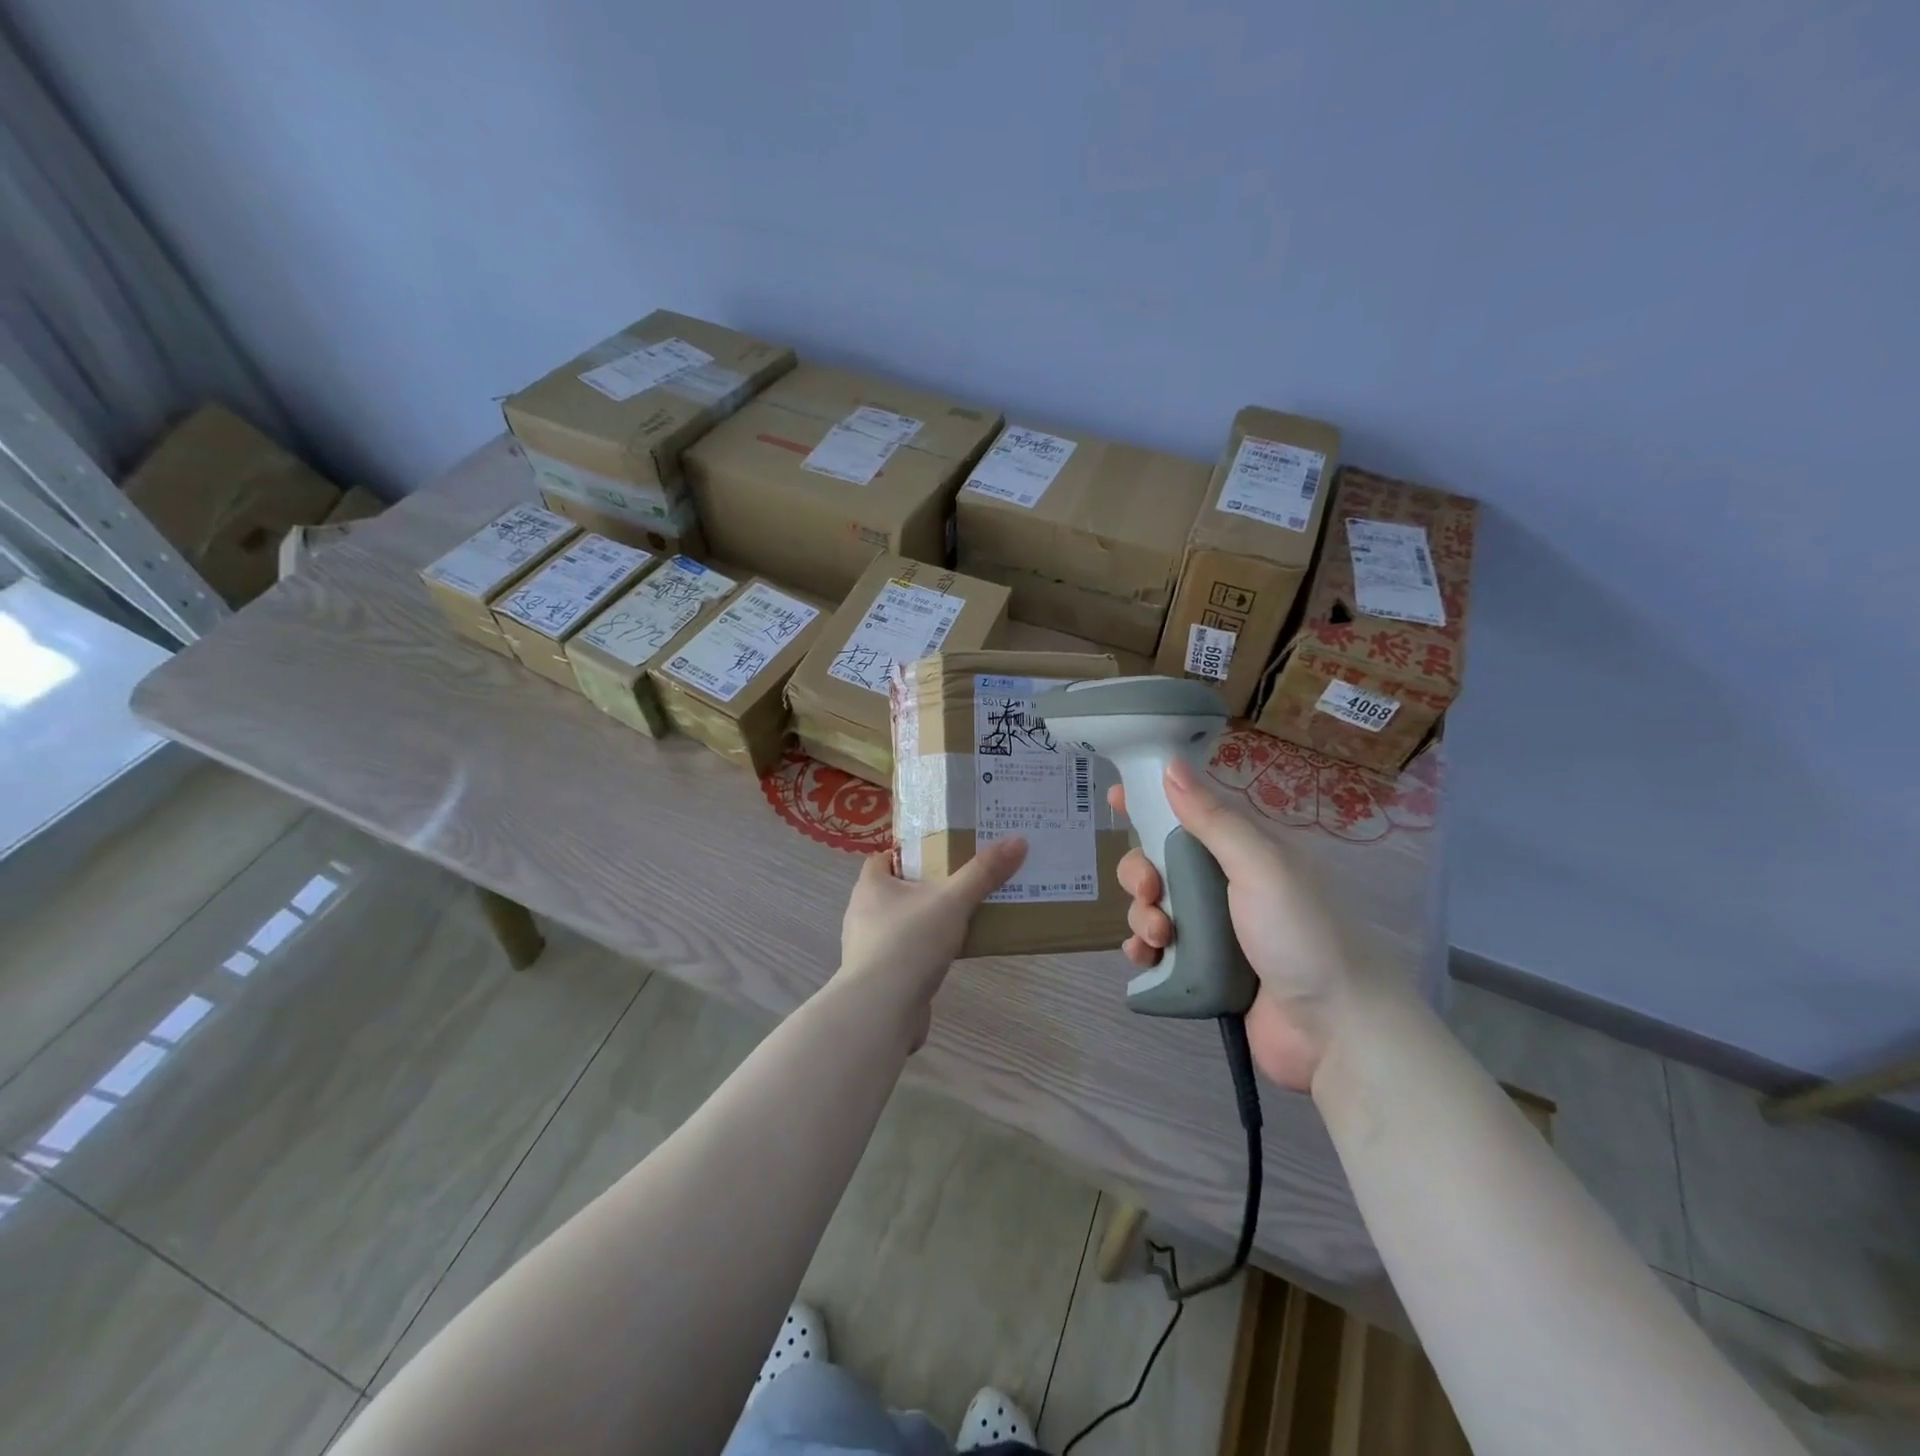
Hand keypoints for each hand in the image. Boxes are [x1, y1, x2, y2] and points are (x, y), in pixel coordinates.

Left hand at [835, 836, 1027, 1045]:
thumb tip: (1018, 840)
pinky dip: (924, 952)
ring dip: (926, 922)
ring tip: (962, 920)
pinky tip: (949, 957)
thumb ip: (983, 872)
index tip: (942, 854)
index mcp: (870, 886)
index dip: (910, 853)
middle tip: (962, 885)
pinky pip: (904, 954)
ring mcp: (868, 948)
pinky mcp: (879, 977)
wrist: (881, 1011)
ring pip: (901, 924)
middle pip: (896, 890)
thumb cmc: (909, 943)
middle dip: (925, 887)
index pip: (885, 857)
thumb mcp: (952, 901)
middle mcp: (862, 913)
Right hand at [1111, 759, 1356, 1090]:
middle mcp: (1225, 884)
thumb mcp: (1261, 866)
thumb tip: (1171, 766)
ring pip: (1154, 906)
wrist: (1336, 1031)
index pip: (1190, 813)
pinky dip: (1142, 948)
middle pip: (1160, 862)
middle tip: (1151, 891)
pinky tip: (1143, 957)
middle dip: (1141, 872)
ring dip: (1142, 915)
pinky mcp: (1201, 970)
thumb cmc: (1300, 934)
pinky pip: (1156, 949)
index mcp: (1244, 851)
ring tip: (1159, 937)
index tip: (1115, 798)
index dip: (1151, 802)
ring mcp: (1213, 929)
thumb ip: (1213, 819)